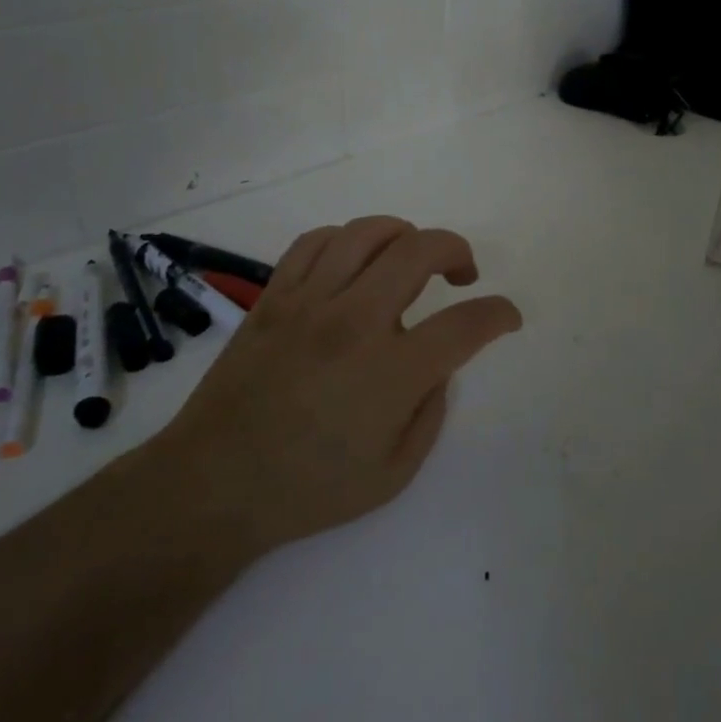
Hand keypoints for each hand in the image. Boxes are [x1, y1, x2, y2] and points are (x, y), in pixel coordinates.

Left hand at [154, 217, 522, 561]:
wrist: (214, 484)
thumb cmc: (308, 489)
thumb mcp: (393, 473)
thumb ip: (430, 412)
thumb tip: (436, 366)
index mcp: (391, 372)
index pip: (466, 324)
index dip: (499, 314)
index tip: (507, 316)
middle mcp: (354, 321)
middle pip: (420, 251)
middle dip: (457, 251)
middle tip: (463, 275)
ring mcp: (309, 301)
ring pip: (368, 233)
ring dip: (404, 235)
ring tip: (411, 258)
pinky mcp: (274, 296)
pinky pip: (316, 242)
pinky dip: (347, 240)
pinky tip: (355, 262)